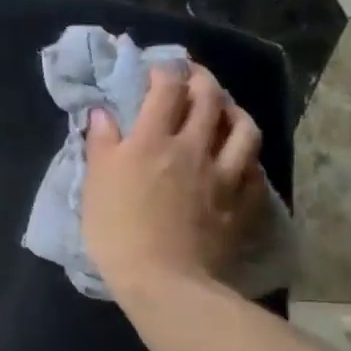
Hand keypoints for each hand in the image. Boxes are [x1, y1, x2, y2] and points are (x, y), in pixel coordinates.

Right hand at [82, 65, 263, 294]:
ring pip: (242, 128)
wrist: (164, 281)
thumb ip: (101, 144)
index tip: (158, 69)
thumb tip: (102, 113)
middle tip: (193, 76)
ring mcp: (223, 174)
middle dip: (202, 79)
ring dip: (234, 110)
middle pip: (208, 99)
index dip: (164, 72)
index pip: (165, 90)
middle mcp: (192, 147)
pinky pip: (254, 167)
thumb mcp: (95, 183)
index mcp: (151, 140)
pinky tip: (240, 157)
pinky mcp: (242, 202)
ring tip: (225, 110)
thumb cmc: (118, 230)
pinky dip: (247, 154)